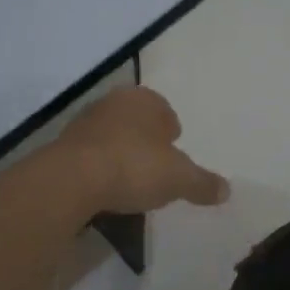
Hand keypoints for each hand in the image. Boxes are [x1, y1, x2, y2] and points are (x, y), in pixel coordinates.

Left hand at [56, 87, 229, 215]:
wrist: (72, 179)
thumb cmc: (134, 167)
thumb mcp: (179, 179)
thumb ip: (203, 183)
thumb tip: (226, 190)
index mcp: (144, 99)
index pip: (165, 111)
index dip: (172, 132)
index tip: (174, 154)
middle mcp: (113, 101)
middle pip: (137, 121)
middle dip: (146, 141)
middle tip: (154, 167)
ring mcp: (84, 121)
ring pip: (112, 135)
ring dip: (120, 153)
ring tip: (129, 181)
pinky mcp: (63, 145)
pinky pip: (90, 154)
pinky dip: (99, 166)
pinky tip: (104, 186)